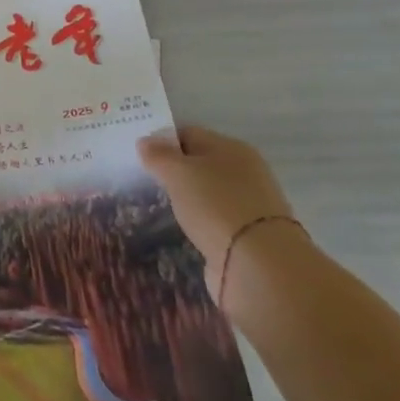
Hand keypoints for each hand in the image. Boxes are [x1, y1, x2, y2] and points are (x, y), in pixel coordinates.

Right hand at [138, 124, 302, 299]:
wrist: (260, 266)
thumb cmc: (215, 205)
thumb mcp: (177, 173)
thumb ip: (158, 155)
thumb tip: (145, 142)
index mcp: (232, 148)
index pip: (189, 134)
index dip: (162, 142)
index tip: (139, 156)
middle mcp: (246, 171)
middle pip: (201, 163)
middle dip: (175, 171)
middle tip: (146, 181)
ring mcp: (250, 204)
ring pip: (209, 192)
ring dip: (188, 197)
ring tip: (162, 206)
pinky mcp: (250, 234)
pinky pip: (216, 217)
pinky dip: (201, 220)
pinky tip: (186, 228)